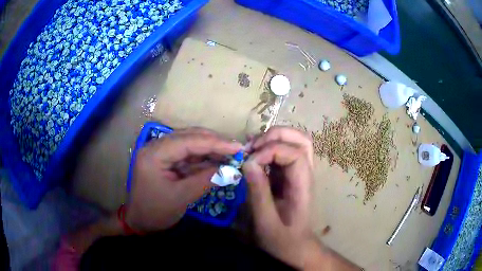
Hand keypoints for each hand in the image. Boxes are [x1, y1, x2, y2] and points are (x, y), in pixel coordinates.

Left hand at [126, 128, 241, 231]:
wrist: (139, 221)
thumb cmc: (156, 212)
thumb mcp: (181, 198)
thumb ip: (205, 180)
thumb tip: (230, 169)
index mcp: (154, 154)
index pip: (188, 141)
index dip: (215, 143)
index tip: (237, 147)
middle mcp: (155, 147)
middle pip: (188, 137)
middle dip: (214, 142)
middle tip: (236, 149)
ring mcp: (160, 152)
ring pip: (189, 143)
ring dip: (210, 149)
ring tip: (231, 154)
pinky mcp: (165, 159)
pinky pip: (186, 154)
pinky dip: (202, 157)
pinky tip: (217, 160)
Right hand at [243, 126, 313, 267]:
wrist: (296, 247)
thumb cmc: (283, 239)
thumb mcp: (266, 222)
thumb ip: (258, 193)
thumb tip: (248, 163)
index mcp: (303, 185)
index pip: (295, 153)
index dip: (271, 151)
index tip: (250, 163)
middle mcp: (305, 173)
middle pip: (301, 139)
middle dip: (275, 136)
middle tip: (252, 148)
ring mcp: (299, 172)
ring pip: (294, 141)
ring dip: (272, 138)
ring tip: (251, 149)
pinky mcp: (290, 175)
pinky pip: (284, 151)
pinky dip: (269, 147)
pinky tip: (253, 155)